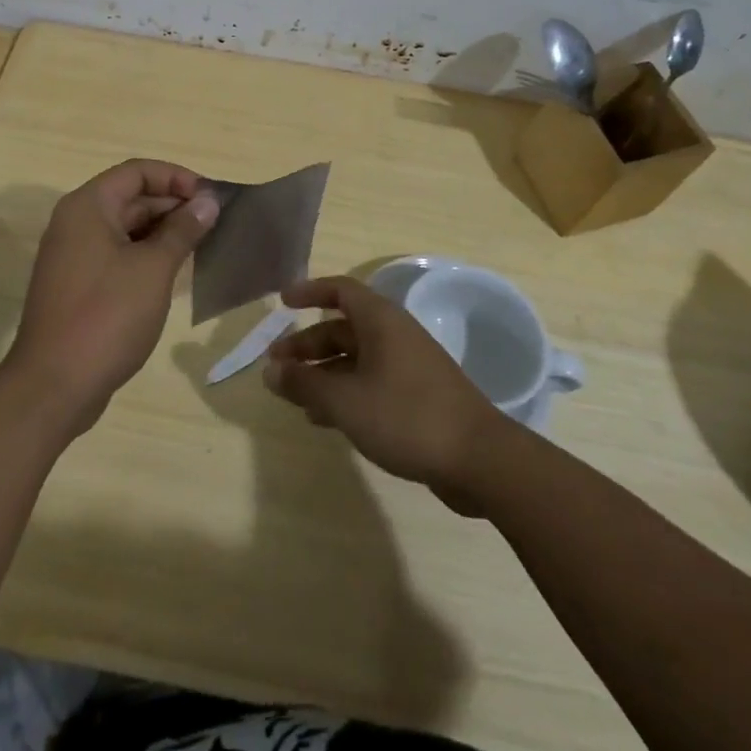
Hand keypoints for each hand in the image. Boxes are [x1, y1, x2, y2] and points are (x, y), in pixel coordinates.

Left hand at [4, 159, 218, 437]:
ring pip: (126, 228)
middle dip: (174, 205)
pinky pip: (118, 255)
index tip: (211, 198)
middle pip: (131, 198)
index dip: (177, 177)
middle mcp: (76, 223)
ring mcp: (74, 256)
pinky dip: (147, 256)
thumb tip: (208, 201)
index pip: (137, 172)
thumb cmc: (107, 316)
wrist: (53, 386)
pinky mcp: (78, 285)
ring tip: (203, 245)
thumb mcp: (153, 268)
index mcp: (88, 207)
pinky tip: (176, 272)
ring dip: (163, 232)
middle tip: (215, 223)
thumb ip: (183, 230)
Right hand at [263, 276, 506, 511]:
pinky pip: (371, 383)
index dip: (310, 292)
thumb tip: (271, 371)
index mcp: (381, 321)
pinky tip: (326, 420)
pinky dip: (345, 393)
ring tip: (294, 397)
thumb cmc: (406, 416)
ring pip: (356, 359)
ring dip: (324, 373)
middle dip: (308, 345)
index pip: (340, 290)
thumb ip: (304, 384)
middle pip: (344, 328)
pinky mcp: (418, 397)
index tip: (282, 303)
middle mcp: (395, 335)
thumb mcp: (345, 401)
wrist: (480, 460)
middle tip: (277, 365)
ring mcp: (409, 367)